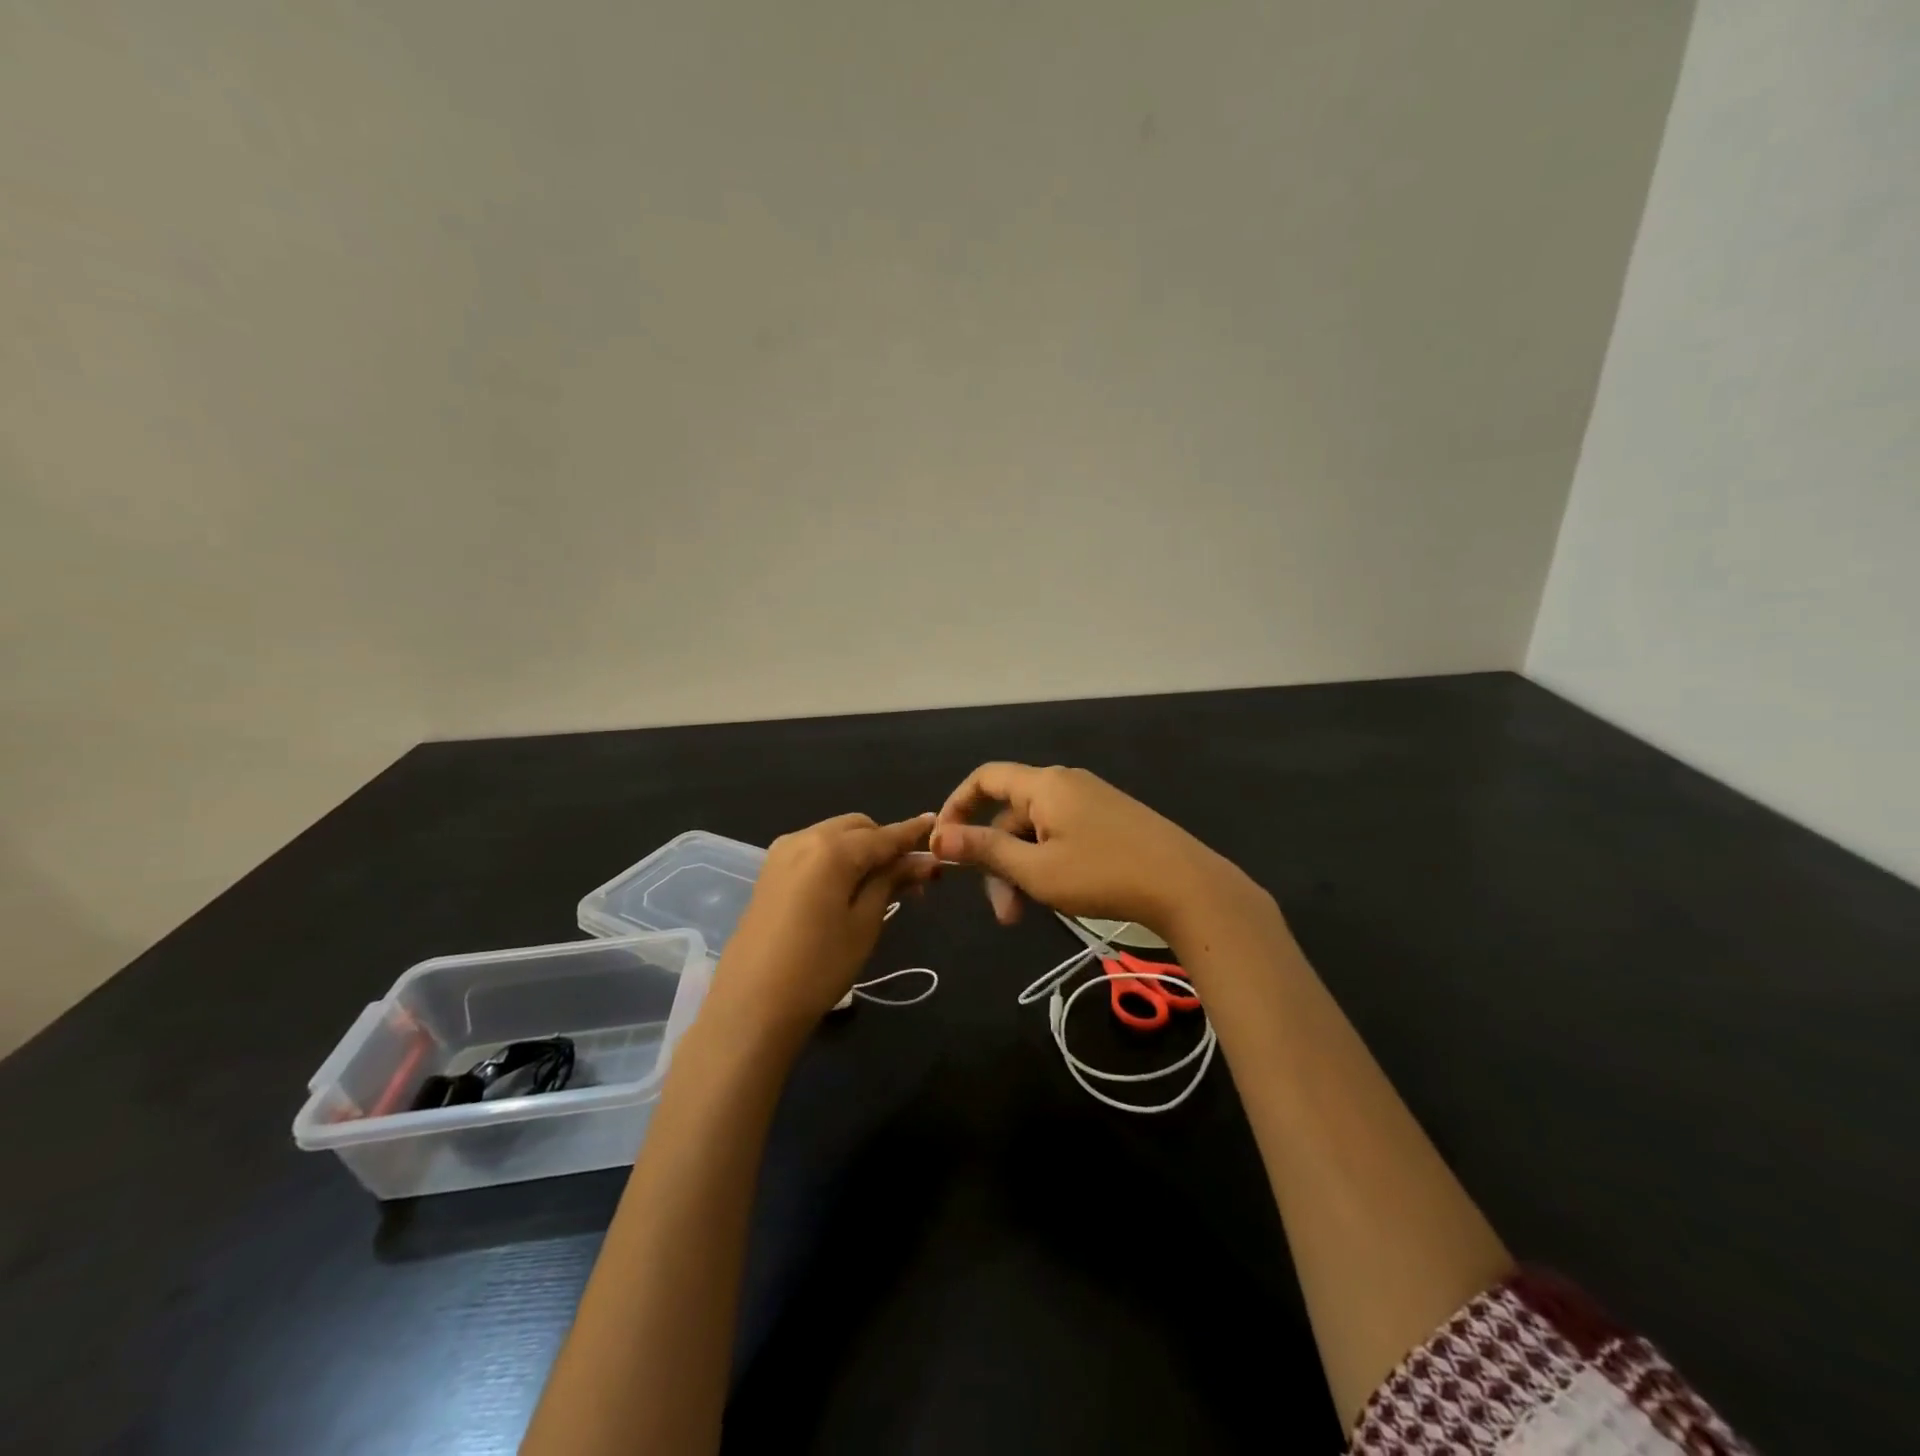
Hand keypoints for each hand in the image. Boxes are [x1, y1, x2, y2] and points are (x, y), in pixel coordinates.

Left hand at [709, 812, 938, 1039]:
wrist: (751, 1005)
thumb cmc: (819, 967)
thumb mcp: (865, 924)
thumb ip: (892, 881)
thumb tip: (923, 859)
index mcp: (831, 849)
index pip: (883, 835)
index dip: (912, 833)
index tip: (937, 825)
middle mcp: (804, 838)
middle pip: (857, 827)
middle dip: (885, 842)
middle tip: (911, 877)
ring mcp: (782, 853)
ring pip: (834, 835)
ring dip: (861, 849)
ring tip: (882, 885)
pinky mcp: (770, 871)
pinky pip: (814, 850)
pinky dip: (837, 858)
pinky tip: (849, 886)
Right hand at [928, 763, 1258, 939]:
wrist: (1188, 886)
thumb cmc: (1103, 875)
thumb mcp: (1036, 870)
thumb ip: (986, 850)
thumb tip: (940, 837)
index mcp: (1045, 784)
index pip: (986, 778)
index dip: (957, 806)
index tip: (944, 845)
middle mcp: (1066, 784)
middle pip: (1012, 814)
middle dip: (997, 861)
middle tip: (1002, 912)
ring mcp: (1092, 802)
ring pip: (1037, 832)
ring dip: (1022, 870)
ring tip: (1026, 915)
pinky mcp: (1112, 821)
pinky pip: (1063, 836)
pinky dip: (1048, 864)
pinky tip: (1056, 897)